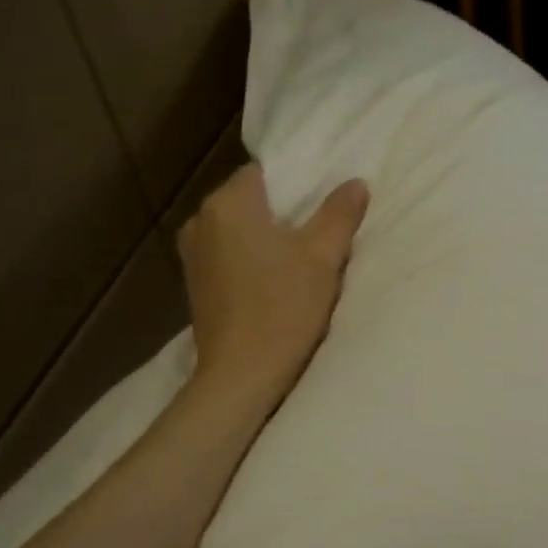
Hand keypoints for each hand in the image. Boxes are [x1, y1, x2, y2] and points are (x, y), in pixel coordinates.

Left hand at [178, 163, 368, 406]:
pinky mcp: (194, 284)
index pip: (264, 172)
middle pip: (249, 200)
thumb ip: (339, 214)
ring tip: (297, 257)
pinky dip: (249, 258)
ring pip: (237, 229)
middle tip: (318, 231)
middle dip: (281, 211)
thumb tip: (355, 183)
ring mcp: (192, 254)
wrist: (241, 375)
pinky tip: (272, 281)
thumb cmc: (284, 309)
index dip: (296, 183)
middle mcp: (200, 220)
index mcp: (228, 203)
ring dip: (264, 237)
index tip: (322, 204)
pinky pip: (227, 254)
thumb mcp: (322, 258)